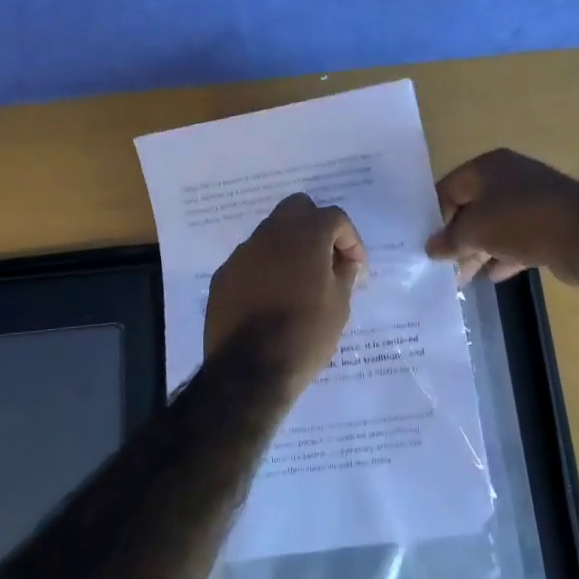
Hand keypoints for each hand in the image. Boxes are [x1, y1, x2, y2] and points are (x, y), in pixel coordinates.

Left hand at [205, 193, 366, 400]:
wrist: (249, 370)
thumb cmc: (305, 336)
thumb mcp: (339, 306)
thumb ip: (344, 273)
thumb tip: (345, 261)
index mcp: (305, 236)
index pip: (334, 217)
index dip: (350, 240)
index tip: (355, 268)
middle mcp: (270, 235)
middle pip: (297, 209)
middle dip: (316, 227)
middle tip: (327, 259)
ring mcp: (242, 254)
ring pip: (271, 232)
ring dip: (289, 246)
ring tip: (300, 281)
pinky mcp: (223, 275)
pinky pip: (251, 259)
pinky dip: (266, 268)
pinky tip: (272, 297)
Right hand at [426, 149, 578, 287]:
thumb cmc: (521, 222)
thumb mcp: (475, 231)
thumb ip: (449, 239)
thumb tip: (431, 247)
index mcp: (488, 167)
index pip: (449, 187)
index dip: (434, 215)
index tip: (427, 243)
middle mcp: (510, 177)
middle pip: (472, 208)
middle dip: (457, 238)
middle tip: (443, 265)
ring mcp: (533, 201)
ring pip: (495, 226)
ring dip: (478, 252)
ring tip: (463, 278)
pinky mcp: (550, 225)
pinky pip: (518, 240)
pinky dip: (504, 257)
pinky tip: (493, 277)